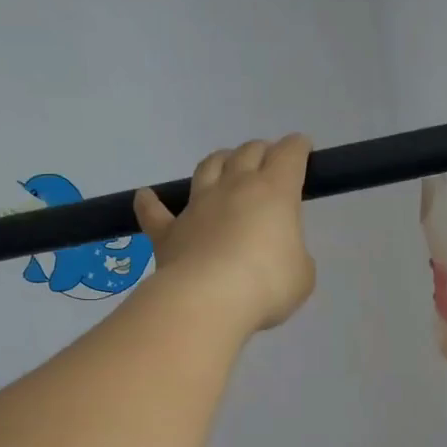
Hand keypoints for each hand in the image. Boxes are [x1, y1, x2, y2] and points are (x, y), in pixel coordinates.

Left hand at [135, 136, 317, 335]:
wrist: (207, 299)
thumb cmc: (266, 284)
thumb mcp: (301, 273)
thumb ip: (293, 256)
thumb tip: (278, 254)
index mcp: (274, 192)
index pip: (289, 155)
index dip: (297, 147)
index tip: (302, 147)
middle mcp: (235, 188)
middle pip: (248, 153)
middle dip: (261, 150)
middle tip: (268, 158)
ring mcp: (198, 206)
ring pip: (208, 168)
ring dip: (219, 161)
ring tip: (224, 163)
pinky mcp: (169, 231)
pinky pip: (155, 212)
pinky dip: (150, 202)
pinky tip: (145, 196)